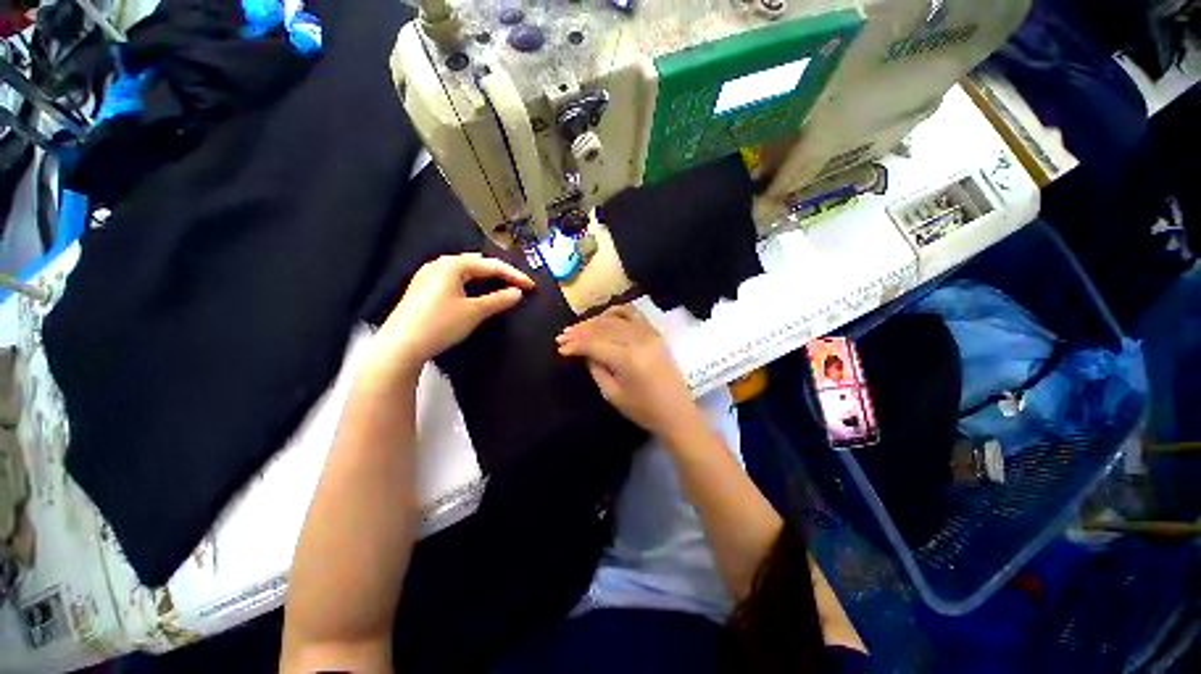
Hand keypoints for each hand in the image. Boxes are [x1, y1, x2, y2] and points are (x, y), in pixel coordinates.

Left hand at [371, 254, 533, 378]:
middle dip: (499, 272)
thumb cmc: (441, 324)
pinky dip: (471, 284)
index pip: (491, 265)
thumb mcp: (474, 312)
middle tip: (517, 284)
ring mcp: (428, 276)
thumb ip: (499, 299)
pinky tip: (476, 293)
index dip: (514, 275)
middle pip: (477, 264)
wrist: (400, 345)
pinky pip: (454, 280)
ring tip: (501, 286)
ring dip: (485, 278)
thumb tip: (518, 292)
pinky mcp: (423, 289)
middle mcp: (439, 264)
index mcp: (453, 264)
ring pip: (465, 271)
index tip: (532, 287)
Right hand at [557, 304, 700, 438]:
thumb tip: (585, 352)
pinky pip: (634, 314)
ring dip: (595, 321)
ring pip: (616, 318)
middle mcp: (639, 341)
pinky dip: (617, 311)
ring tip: (580, 328)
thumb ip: (596, 369)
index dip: (575, 344)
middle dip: (580, 331)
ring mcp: (649, 334)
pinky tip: (604, 317)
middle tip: (563, 336)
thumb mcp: (612, 394)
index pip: (594, 343)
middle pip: (603, 327)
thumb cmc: (643, 410)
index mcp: (628, 359)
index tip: (560, 348)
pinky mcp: (655, 334)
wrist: (677, 413)